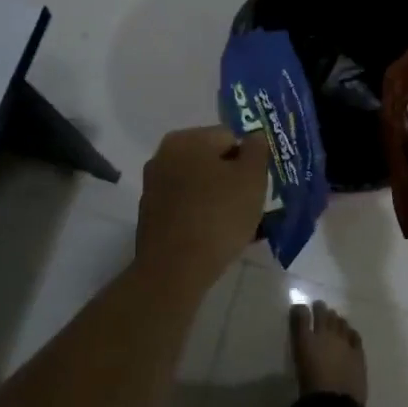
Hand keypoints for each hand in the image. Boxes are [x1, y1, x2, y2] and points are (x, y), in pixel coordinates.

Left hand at [135, 126, 269, 293]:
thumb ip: (257, 150)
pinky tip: (214, 236)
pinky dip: (201, 213)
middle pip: (212, 159)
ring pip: (199, 183)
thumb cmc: (218, 217)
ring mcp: (153, 184)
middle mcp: (164, 154)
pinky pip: (186, 204)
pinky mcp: (150, 213)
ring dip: (218, 197)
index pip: (230, 137)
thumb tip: (253, 136)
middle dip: (232, 178)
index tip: (257, 186)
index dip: (249, 160)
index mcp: (187, 139)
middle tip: (249, 205)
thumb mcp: (251, 178)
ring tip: (235, 225)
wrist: (174, 270)